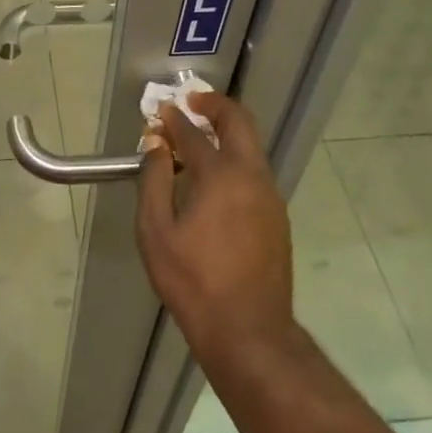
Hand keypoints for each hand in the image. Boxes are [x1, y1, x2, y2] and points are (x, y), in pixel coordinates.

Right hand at [136, 92, 294, 365]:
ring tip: (198, 140)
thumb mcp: (156, 231)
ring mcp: (270, 196)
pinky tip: (215, 180)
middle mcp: (252, 176)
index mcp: (221, 175)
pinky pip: (255, 172)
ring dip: (227, 133)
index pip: (193, 133)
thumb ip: (154, 180)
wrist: (248, 330)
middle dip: (215, 105)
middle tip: (192, 102)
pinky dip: (235, 159)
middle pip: (240, 122)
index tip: (159, 111)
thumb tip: (156, 144)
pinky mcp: (277, 217)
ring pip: (252, 147)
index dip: (173, 118)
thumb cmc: (193, 281)